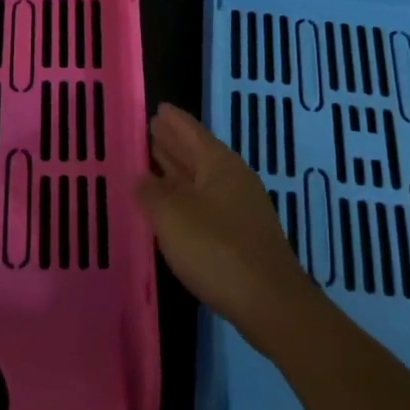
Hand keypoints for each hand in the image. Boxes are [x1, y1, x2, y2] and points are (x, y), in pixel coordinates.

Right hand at [136, 103, 321, 353]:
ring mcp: (240, 207)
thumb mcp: (173, 215)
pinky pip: (206, 203)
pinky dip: (186, 197)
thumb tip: (139, 177)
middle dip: (173, 142)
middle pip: (197, 153)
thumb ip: (152, 192)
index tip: (156, 107)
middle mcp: (232, 178)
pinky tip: (172, 207)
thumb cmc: (217, 248)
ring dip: (178, 170)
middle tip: (149, 130)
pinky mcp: (241, 235)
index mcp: (218, 163)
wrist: (269, 302)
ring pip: (201, 179)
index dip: (172, 120)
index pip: (190, 131)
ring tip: (152, 162)